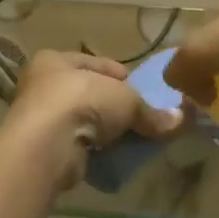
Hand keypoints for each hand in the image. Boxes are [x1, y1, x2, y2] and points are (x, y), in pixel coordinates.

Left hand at [3, 51, 183, 191]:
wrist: (46, 146)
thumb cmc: (83, 102)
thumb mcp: (127, 101)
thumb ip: (152, 112)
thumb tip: (180, 120)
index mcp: (55, 60)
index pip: (95, 63)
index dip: (121, 75)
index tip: (141, 89)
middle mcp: (41, 85)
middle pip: (88, 92)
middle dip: (112, 106)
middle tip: (137, 117)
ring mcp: (38, 119)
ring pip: (81, 120)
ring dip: (103, 130)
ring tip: (128, 139)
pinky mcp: (41, 149)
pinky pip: (75, 145)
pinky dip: (92, 150)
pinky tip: (111, 156)